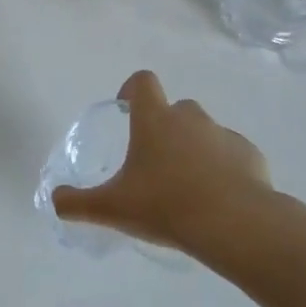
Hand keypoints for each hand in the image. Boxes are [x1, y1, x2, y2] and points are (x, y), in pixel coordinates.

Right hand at [52, 71, 273, 251]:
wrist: (236, 225)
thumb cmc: (166, 206)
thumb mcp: (112, 208)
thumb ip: (77, 203)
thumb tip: (54, 201)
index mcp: (155, 120)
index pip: (143, 82)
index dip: (131, 89)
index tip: (126, 110)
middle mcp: (190, 119)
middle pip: (176, 108)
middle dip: (165, 127)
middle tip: (154, 162)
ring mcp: (225, 135)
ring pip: (205, 132)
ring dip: (194, 148)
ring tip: (187, 186)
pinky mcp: (251, 156)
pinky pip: (232, 155)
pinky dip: (223, 169)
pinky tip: (217, 199)